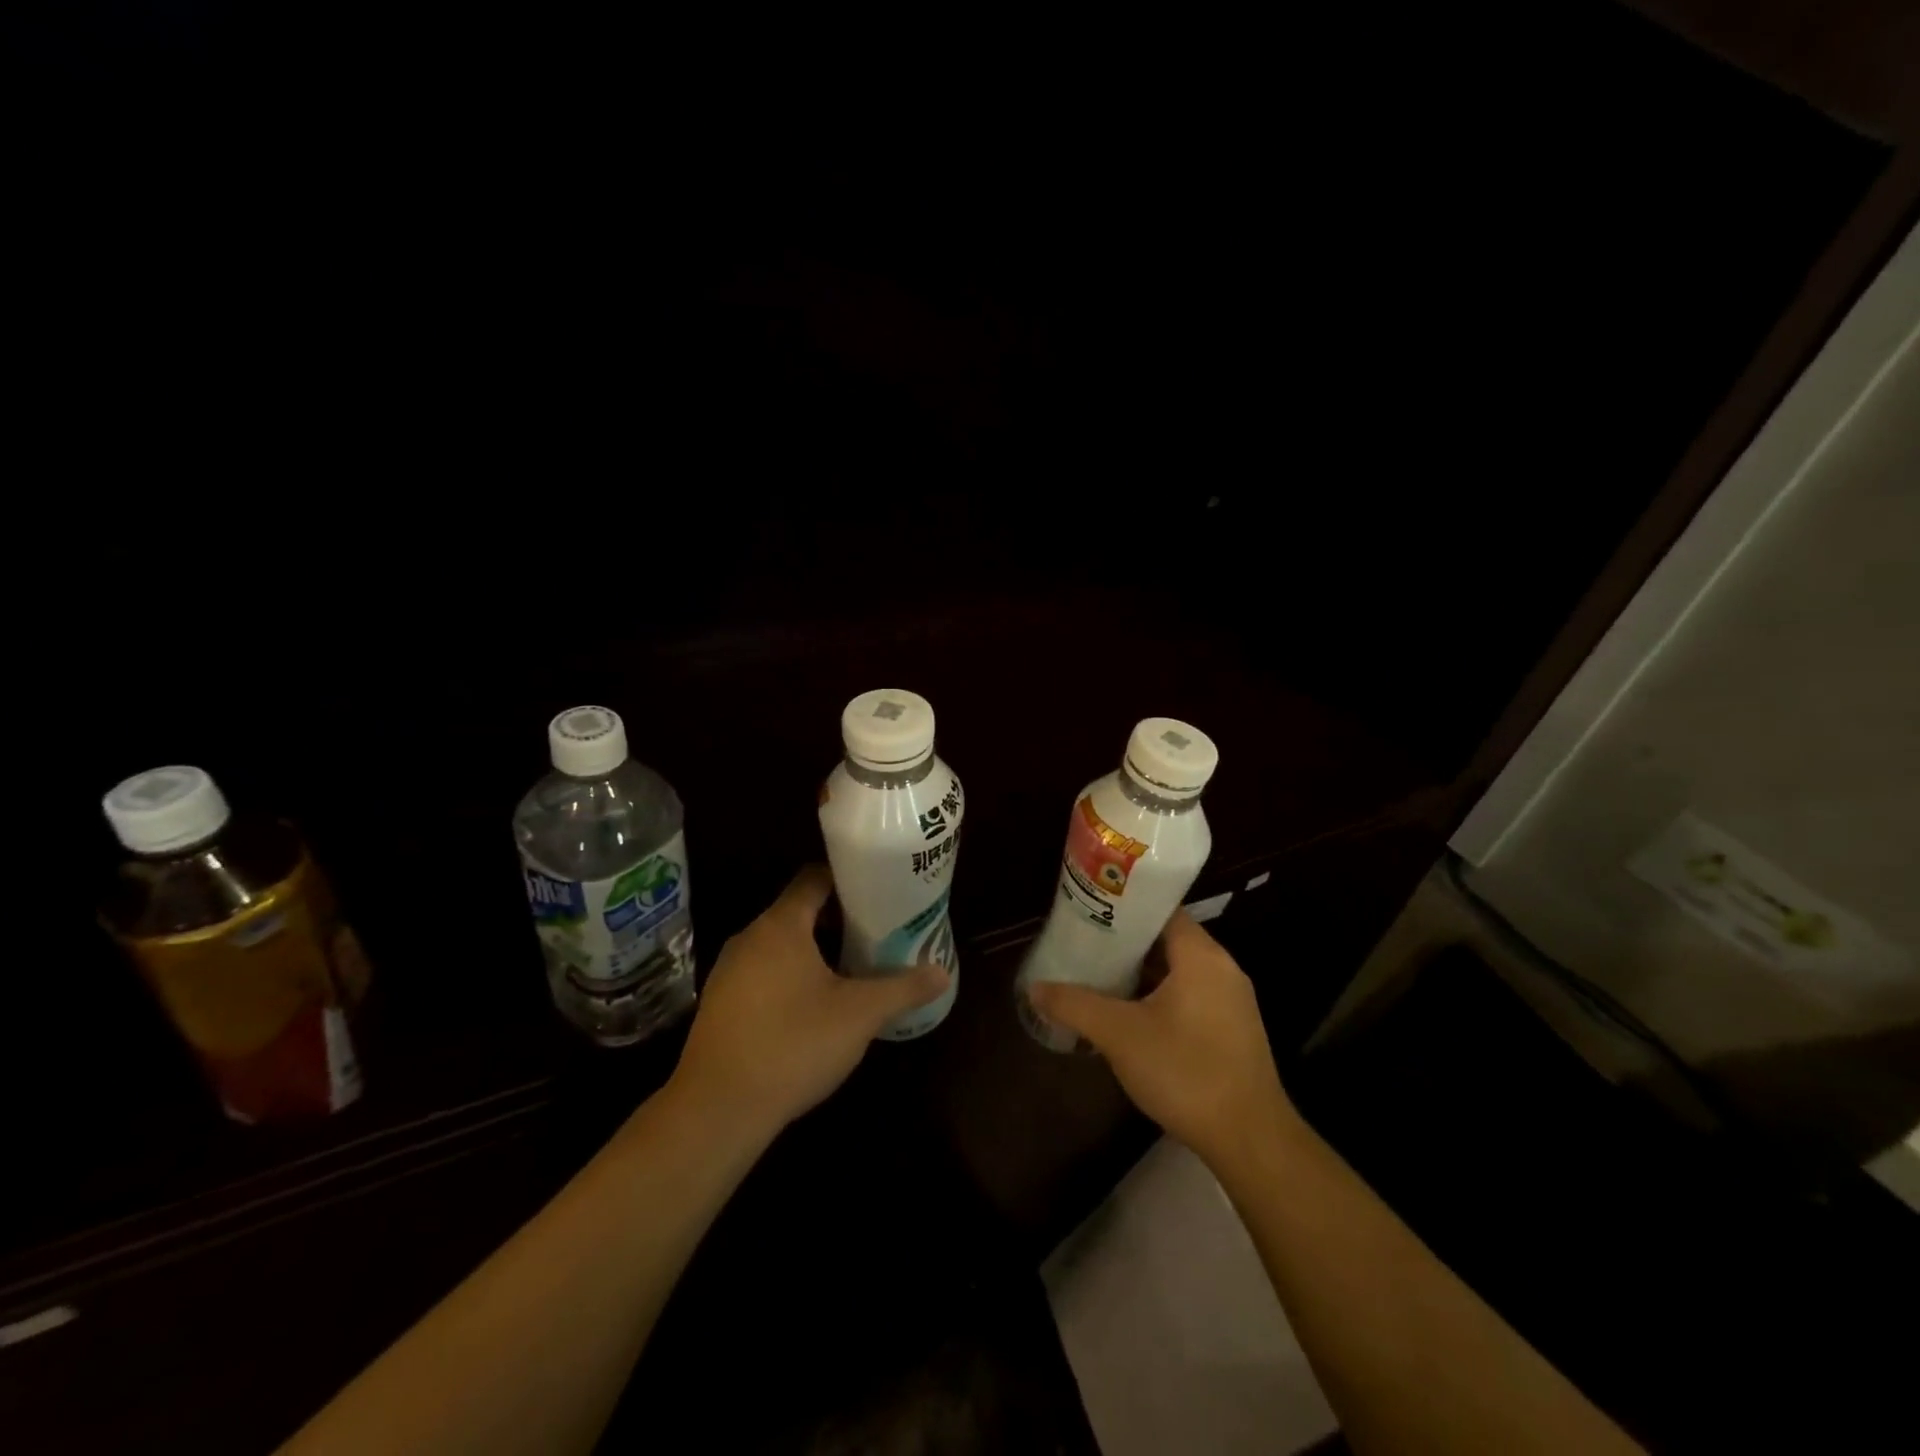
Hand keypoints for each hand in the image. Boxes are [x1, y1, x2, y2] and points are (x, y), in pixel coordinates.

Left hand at [669, 866, 948, 1139]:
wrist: (718, 1109)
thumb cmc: (794, 1044)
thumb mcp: (859, 1015)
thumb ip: (902, 989)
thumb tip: (942, 973)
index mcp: (781, 925)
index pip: (814, 878)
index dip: (847, 879)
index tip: (878, 891)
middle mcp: (750, 937)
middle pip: (798, 910)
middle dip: (837, 918)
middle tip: (876, 932)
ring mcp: (729, 971)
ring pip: (779, 944)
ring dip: (813, 949)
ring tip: (852, 967)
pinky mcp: (720, 1003)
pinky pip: (762, 972)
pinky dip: (789, 975)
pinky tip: (813, 1005)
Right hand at [1026, 908, 1294, 1168]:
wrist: (1249, 1140)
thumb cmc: (1185, 1071)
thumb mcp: (1119, 1035)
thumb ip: (1074, 1005)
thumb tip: (1034, 988)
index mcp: (1201, 955)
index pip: (1160, 910)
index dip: (1123, 907)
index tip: (1089, 912)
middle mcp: (1222, 969)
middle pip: (1167, 939)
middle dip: (1125, 943)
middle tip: (1085, 946)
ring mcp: (1231, 1001)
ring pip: (1178, 971)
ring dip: (1142, 973)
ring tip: (1099, 977)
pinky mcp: (1233, 1031)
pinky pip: (1190, 996)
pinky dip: (1160, 997)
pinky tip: (1130, 1017)